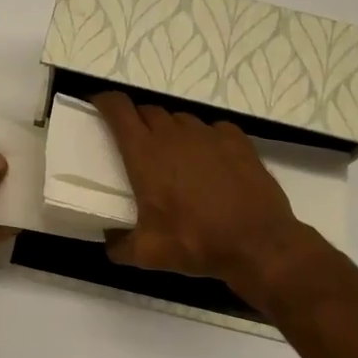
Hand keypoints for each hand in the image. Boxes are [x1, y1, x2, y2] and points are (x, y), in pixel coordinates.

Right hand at [91, 92, 310, 296]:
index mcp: (145, 154)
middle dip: (137, 121)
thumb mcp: (148, 255)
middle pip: (148, 111)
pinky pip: (212, 129)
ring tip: (172, 156)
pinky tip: (208, 161)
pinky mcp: (237, 140)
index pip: (119, 109)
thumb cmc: (196, 243)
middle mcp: (175, 135)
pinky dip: (203, 139)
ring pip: (180, 120)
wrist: (258, 242)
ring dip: (169, 130)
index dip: (106, 102)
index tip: (99, 106)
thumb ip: (120, 246)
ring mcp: (208, 134)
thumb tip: (110, 242)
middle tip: (135, 144)